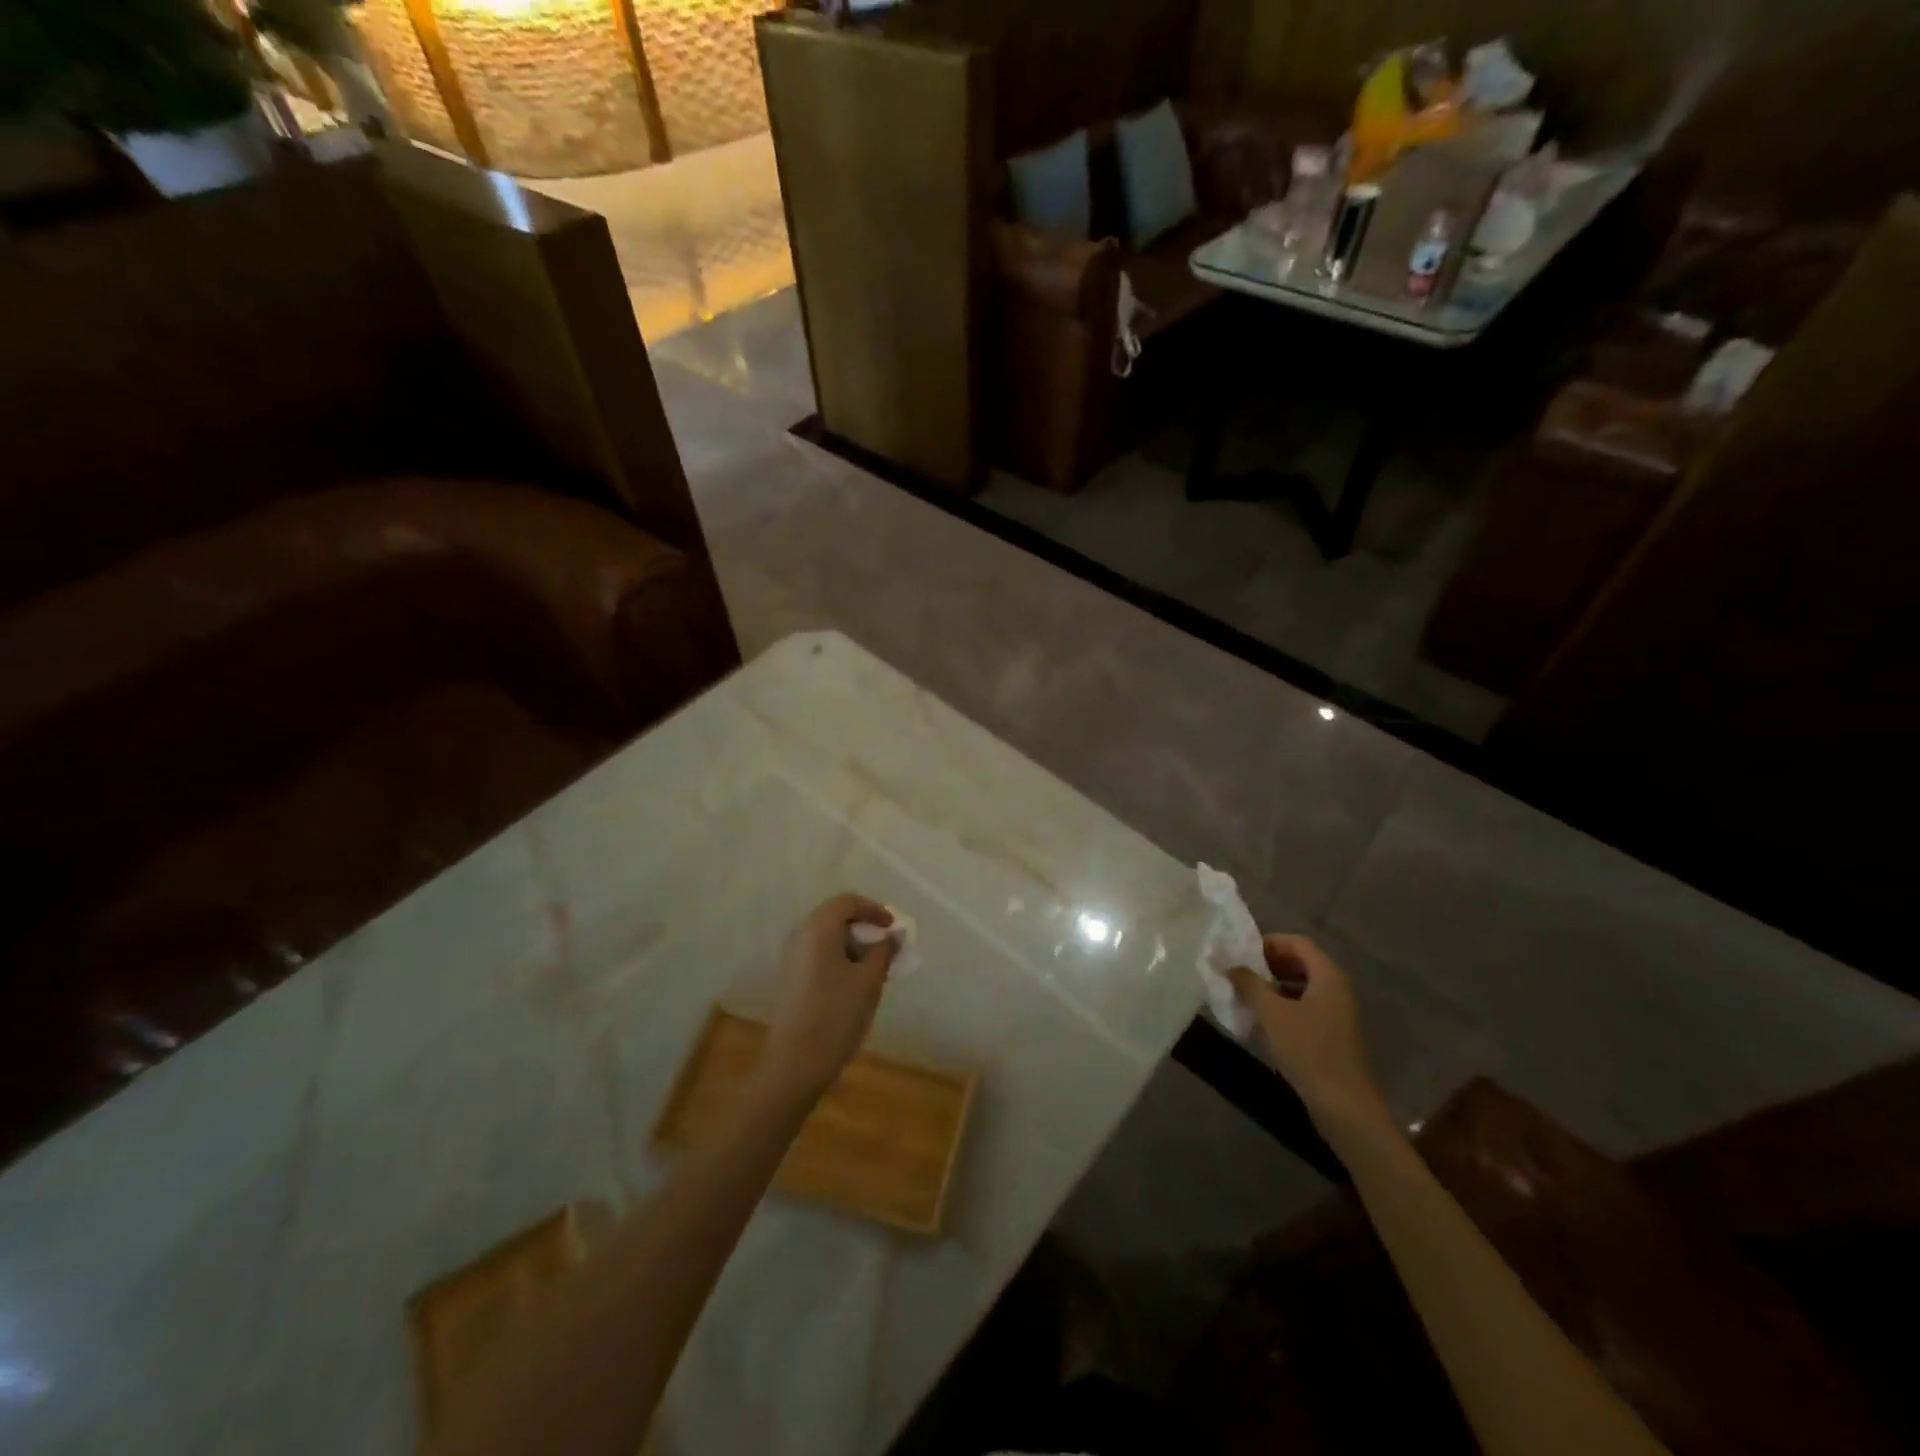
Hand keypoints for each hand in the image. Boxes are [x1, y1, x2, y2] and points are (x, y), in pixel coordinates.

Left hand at [762, 894, 897, 1100]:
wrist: (795, 1063)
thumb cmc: (836, 1016)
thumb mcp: (869, 981)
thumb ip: (884, 951)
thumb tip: (891, 936)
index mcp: (818, 929)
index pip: (847, 901)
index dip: (874, 909)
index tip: (893, 927)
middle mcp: (800, 935)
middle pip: (834, 916)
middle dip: (863, 926)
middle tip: (886, 945)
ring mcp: (791, 957)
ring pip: (825, 936)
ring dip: (851, 943)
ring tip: (873, 966)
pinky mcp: (789, 977)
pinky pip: (817, 954)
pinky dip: (838, 957)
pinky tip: (853, 982)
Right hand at [1228, 935, 1388, 1133]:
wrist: (1345, 1105)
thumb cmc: (1308, 1050)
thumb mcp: (1272, 1014)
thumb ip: (1249, 984)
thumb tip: (1229, 965)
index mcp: (1328, 976)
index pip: (1297, 942)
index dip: (1268, 943)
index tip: (1240, 953)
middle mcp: (1337, 989)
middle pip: (1301, 962)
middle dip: (1269, 964)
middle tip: (1240, 973)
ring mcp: (1337, 1013)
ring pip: (1302, 987)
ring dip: (1274, 986)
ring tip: (1246, 996)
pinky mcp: (1333, 1035)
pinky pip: (1306, 1007)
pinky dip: (1284, 1006)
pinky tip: (1263, 1021)